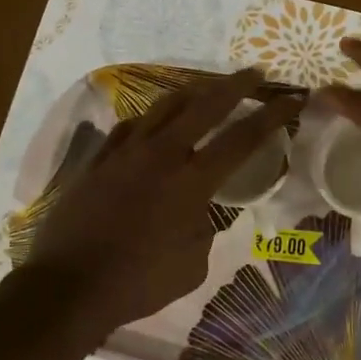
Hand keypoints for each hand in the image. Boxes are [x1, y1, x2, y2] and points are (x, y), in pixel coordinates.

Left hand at [27, 70, 299, 330]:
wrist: (68, 286)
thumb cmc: (137, 283)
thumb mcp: (192, 266)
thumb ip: (205, 230)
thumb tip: (203, 213)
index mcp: (192, 182)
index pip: (242, 138)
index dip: (271, 116)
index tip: (292, 98)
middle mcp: (161, 155)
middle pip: (205, 105)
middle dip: (236, 85)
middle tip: (255, 73)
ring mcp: (126, 152)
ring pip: (164, 106)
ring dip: (193, 92)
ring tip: (207, 88)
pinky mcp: (99, 159)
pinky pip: (130, 126)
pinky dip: (151, 118)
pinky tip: (155, 122)